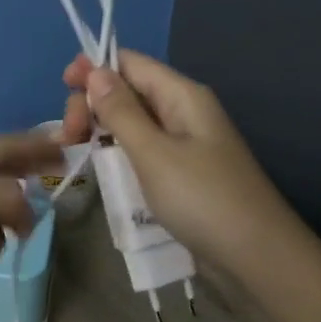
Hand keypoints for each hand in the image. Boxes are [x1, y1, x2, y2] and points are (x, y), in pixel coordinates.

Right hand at [61, 51, 300, 266]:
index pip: (131, 63)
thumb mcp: (154, 153)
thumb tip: (94, 70)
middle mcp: (183, 111)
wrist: (258, 258)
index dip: (95, 68)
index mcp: (182, 95)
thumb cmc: (203, 199)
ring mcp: (184, 143)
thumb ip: (121, 111)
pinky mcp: (182, 172)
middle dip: (93, 104)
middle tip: (68, 136)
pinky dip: (118, 153)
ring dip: (102, 130)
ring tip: (75, 150)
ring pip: (133, 122)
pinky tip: (102, 169)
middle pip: (129, 91)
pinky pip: (142, 150)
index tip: (62, 86)